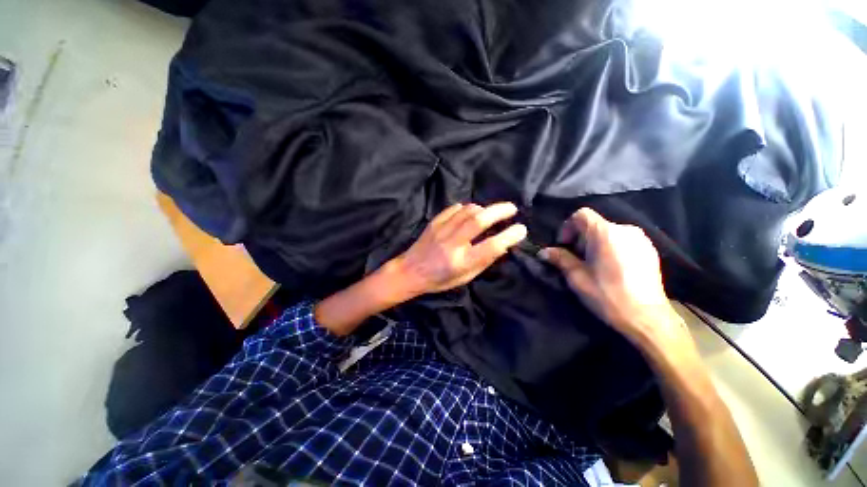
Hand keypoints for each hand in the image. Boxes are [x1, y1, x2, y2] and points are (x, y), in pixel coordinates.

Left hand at [390, 202, 526, 297]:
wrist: (410, 271)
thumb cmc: (439, 279)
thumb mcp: (465, 277)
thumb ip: (483, 261)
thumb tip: (502, 244)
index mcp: (461, 262)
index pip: (490, 246)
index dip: (509, 236)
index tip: (521, 229)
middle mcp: (452, 244)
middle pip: (478, 221)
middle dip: (499, 211)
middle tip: (512, 209)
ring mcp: (441, 231)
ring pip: (467, 211)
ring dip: (484, 209)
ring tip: (491, 212)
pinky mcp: (434, 223)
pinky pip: (454, 209)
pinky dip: (466, 208)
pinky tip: (470, 212)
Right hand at [540, 208, 688, 348]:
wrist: (647, 318)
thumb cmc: (607, 295)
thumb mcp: (577, 277)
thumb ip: (560, 259)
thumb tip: (544, 252)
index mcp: (605, 233)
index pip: (581, 214)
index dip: (567, 227)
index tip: (564, 246)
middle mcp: (625, 229)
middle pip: (594, 224)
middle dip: (580, 238)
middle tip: (576, 259)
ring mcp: (641, 239)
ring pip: (609, 232)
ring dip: (595, 243)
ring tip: (594, 264)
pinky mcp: (650, 250)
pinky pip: (623, 240)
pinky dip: (611, 247)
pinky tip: (611, 268)